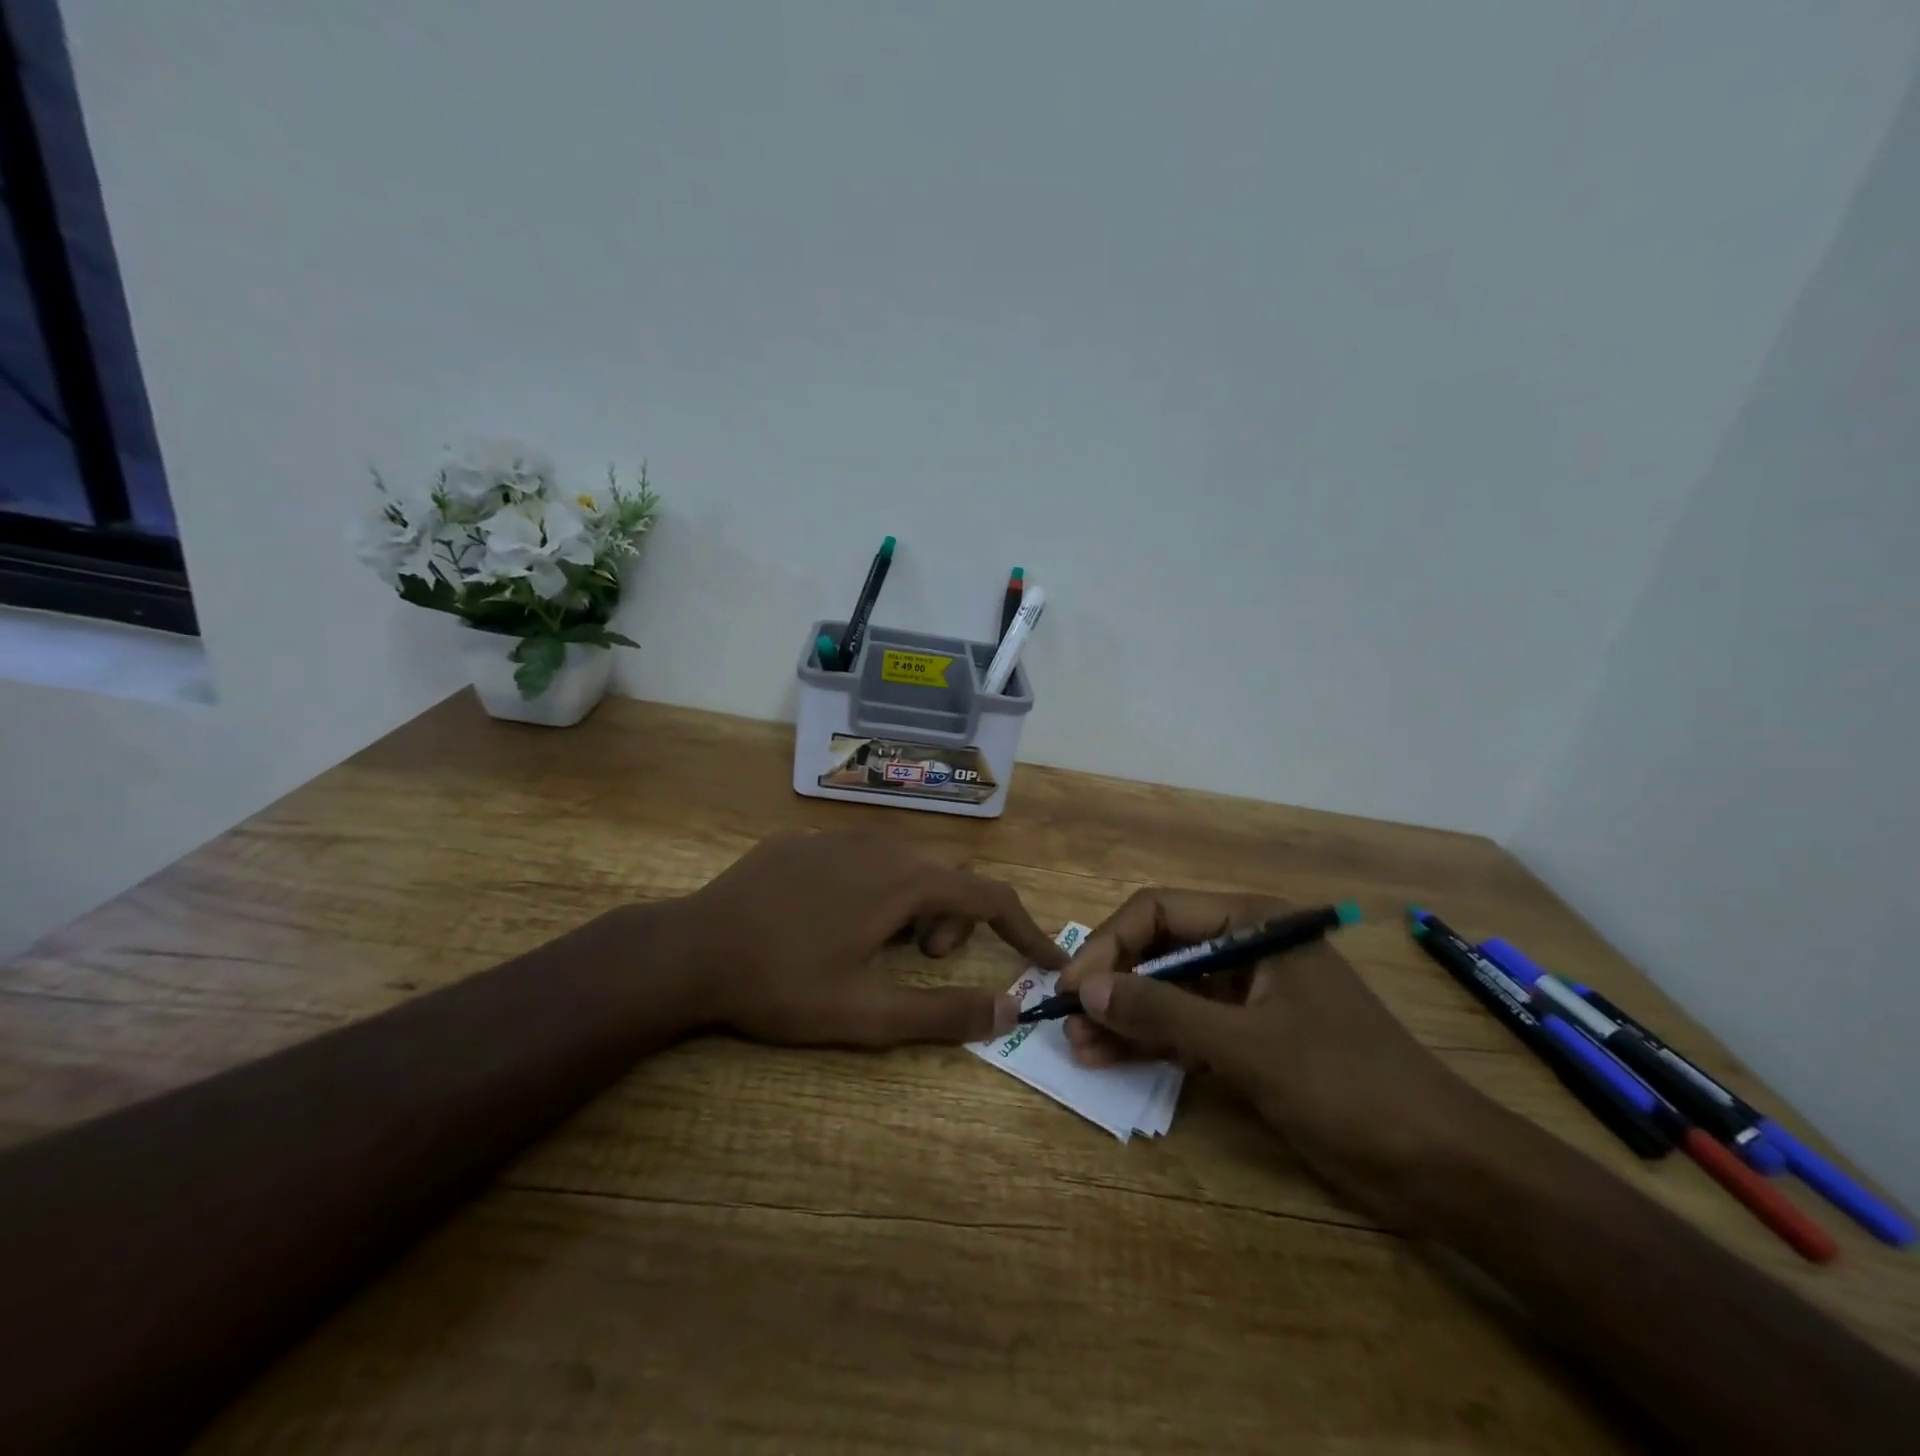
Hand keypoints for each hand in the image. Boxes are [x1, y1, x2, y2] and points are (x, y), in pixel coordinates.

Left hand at [666, 830, 1068, 1047]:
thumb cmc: (782, 985)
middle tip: (924, 961)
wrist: (690, 950)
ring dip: (915, 904)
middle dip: (956, 919)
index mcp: (903, 882)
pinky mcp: (803, 841)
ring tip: (878, 945)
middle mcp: (880, 846)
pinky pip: (861, 858)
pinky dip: (874, 888)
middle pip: (948, 876)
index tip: (1046, 959)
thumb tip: (1010, 1008)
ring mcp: (837, 837)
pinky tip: (830, 922)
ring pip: (905, 863)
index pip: (989, 895)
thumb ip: (944, 1013)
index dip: (1025, 928)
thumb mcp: (867, 1015)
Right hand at [1057, 889, 1491, 1222]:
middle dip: (1111, 984)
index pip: (1158, 912)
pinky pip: (1186, 1028)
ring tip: (1078, 1048)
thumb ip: (1164, 1013)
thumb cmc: (1349, 1085)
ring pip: (1167, 992)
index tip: (1070, 987)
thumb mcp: (1249, 1046)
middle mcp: (1244, 947)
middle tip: (1065, 1021)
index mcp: (1252, 923)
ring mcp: (1247, 994)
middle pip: (1158, 949)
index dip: (1108, 945)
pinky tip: (1111, 1059)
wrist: (1442, 1165)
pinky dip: (1152, 1043)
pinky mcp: (1249, 1036)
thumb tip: (1084, 990)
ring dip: (1124, 1017)